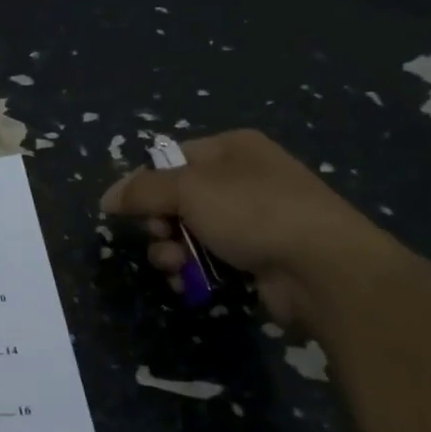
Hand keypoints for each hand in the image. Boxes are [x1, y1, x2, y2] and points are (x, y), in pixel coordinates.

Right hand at [100, 129, 398, 323]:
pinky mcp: (260, 258)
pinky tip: (190, 283)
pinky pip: (212, 259)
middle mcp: (244, 179)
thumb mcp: (189, 189)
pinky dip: (196, 270)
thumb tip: (106, 197)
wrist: (324, 268)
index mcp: (233, 148)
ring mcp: (255, 220)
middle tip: (160, 237)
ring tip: (174, 266)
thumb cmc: (253, 212)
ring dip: (172, 250)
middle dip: (160, 223)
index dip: (147, 183)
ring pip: (192, 232)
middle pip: (179, 199)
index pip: (174, 158)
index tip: (130, 209)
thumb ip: (142, 191)